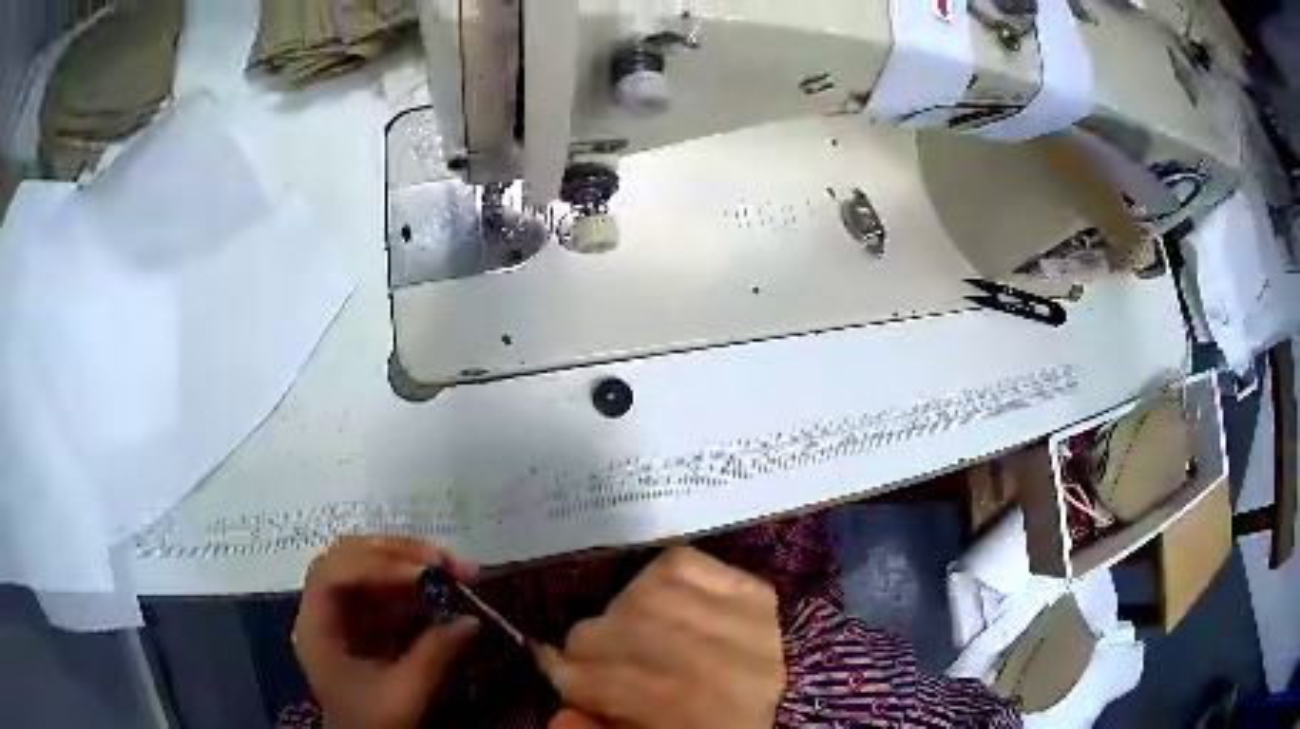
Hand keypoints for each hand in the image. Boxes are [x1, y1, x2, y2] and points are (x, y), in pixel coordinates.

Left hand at [293, 536, 481, 728]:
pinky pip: (386, 588)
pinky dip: (415, 583)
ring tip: (452, 566)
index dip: (375, 567)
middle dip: (395, 553)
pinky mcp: (364, 619)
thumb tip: (472, 619)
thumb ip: (434, 656)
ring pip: (368, 565)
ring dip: (409, 561)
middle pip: (348, 558)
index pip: (333, 575)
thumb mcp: (404, 696)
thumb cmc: (373, 723)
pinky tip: (443, 587)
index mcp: (317, 627)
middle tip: (443, 560)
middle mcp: (324, 609)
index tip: (423, 574)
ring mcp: (343, 611)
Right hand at [543, 547, 784, 728]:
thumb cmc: (713, 726)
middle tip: (598, 665)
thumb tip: (561, 712)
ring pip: (640, 596)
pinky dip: (658, 579)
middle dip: (591, 650)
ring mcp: (738, 617)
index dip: (570, 679)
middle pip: (612, 631)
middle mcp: (715, 660)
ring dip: (621, 617)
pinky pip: (680, 564)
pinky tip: (661, 603)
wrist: (795, 708)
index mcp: (691, 710)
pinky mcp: (751, 589)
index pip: (601, 678)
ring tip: (630, 637)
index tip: (567, 683)